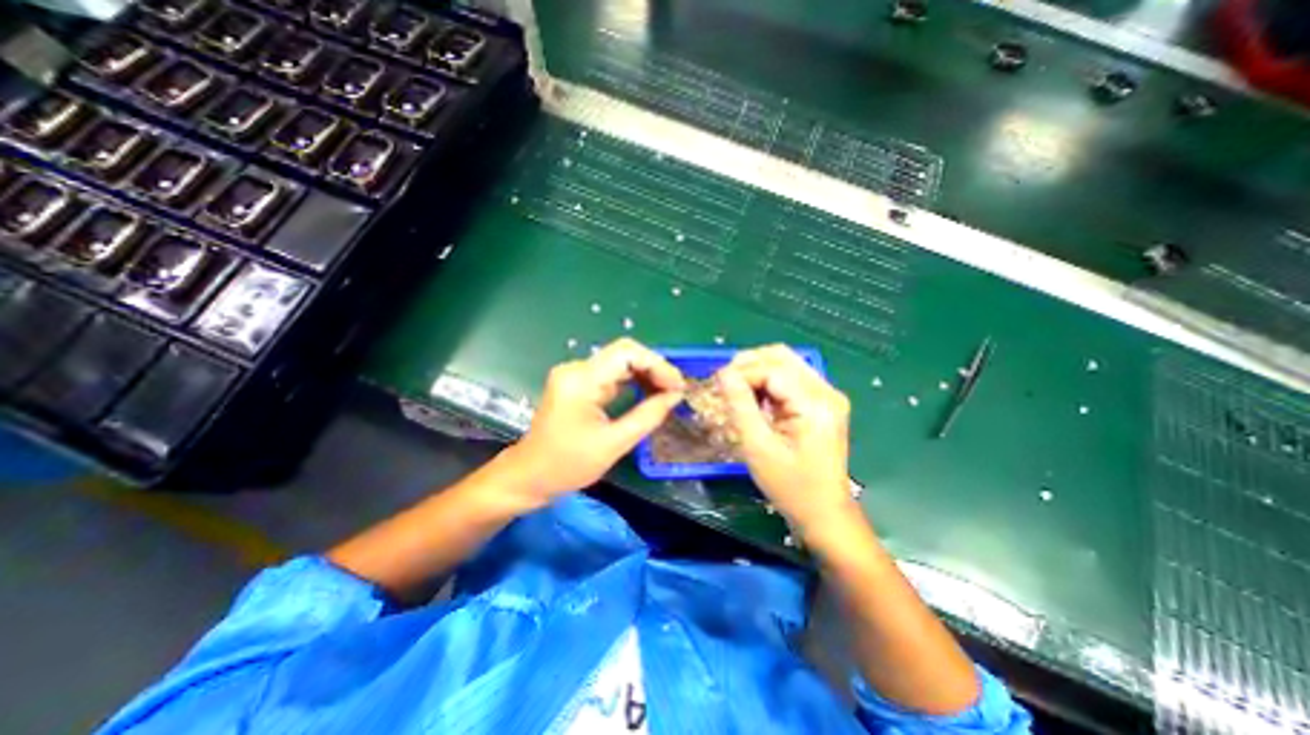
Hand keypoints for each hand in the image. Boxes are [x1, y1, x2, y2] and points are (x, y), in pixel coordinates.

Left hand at [502, 339, 686, 504]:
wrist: (529, 475)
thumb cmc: (567, 465)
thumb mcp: (613, 444)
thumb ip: (648, 416)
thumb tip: (675, 396)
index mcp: (581, 380)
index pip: (626, 353)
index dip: (657, 364)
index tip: (677, 386)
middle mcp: (576, 369)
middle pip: (624, 353)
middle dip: (654, 368)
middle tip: (676, 390)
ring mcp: (576, 375)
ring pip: (620, 362)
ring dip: (646, 374)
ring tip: (668, 392)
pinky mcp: (578, 383)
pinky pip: (612, 374)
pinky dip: (633, 381)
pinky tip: (649, 392)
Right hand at [714, 344, 860, 538]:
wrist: (824, 512)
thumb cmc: (790, 486)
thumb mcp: (758, 447)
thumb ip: (740, 406)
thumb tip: (723, 374)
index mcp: (815, 404)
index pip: (772, 369)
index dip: (742, 372)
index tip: (717, 384)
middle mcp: (827, 391)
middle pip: (782, 357)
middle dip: (749, 364)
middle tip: (724, 382)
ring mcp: (827, 396)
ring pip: (786, 364)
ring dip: (757, 371)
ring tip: (736, 390)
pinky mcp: (823, 403)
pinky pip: (790, 379)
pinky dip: (768, 382)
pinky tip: (754, 397)